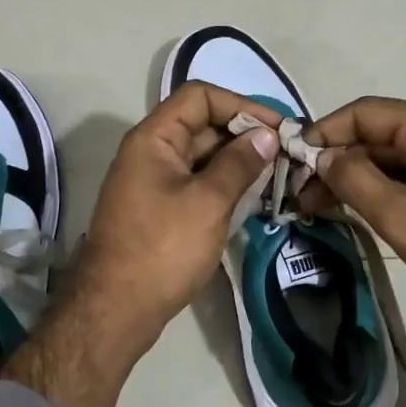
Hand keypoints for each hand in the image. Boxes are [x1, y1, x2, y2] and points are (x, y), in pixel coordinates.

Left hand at [7, 81, 281, 406]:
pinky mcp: (162, 210)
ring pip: (204, 157)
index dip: (241, 105)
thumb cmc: (162, 249)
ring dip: (239, 162)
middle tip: (288, 154)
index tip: (278, 128)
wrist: (117, 309)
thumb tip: (266, 136)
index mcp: (154, 138)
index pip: (200, 97)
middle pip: (203, 125)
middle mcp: (152, 152)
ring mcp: (156, 182)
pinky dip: (226, 185)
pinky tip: (256, 198)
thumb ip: (239, 164)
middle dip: (245, 135)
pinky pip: (199, 184)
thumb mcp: (207, 202)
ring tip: (280, 175)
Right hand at [299, 97, 405, 329]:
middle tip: (302, 194)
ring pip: (395, 157)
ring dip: (357, 177)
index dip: (324, 132)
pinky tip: (358, 209)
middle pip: (380, 134)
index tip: (293, 160)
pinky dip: (383, 188)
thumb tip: (323, 156)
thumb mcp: (398, 214)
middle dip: (338, 161)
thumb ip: (353, 178)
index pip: (366, 112)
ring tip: (321, 207)